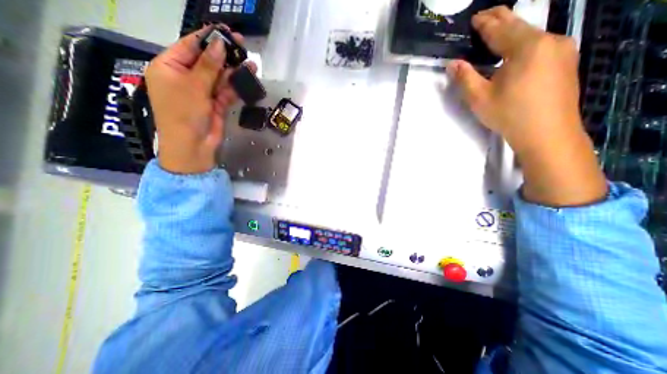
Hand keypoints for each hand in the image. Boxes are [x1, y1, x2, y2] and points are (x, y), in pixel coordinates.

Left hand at [146, 25, 255, 173]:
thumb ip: (208, 65)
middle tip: (242, 46)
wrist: (193, 146)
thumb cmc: (184, 113)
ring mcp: (202, 92)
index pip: (189, 46)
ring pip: (219, 77)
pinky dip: (235, 86)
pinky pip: (226, 91)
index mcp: (169, 67)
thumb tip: (220, 44)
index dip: (208, 39)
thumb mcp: (194, 86)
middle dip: (224, 55)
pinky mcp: (215, 104)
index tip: (227, 33)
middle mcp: (185, 78)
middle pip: (207, 61)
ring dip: (234, 71)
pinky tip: (246, 79)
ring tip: (250, 63)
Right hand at [444, 6, 607, 205]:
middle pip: (520, 26)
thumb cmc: (509, 115)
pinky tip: (514, 52)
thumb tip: (453, 63)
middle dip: (500, 20)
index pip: (501, 28)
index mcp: (526, 47)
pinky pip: (540, 45)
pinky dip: (522, 44)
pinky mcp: (565, 61)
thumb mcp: (479, 98)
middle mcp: (549, 41)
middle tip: (484, 17)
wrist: (547, 133)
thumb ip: (465, 78)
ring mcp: (562, 50)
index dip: (485, 23)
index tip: (474, 18)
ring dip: (511, 33)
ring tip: (496, 34)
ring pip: (531, 35)